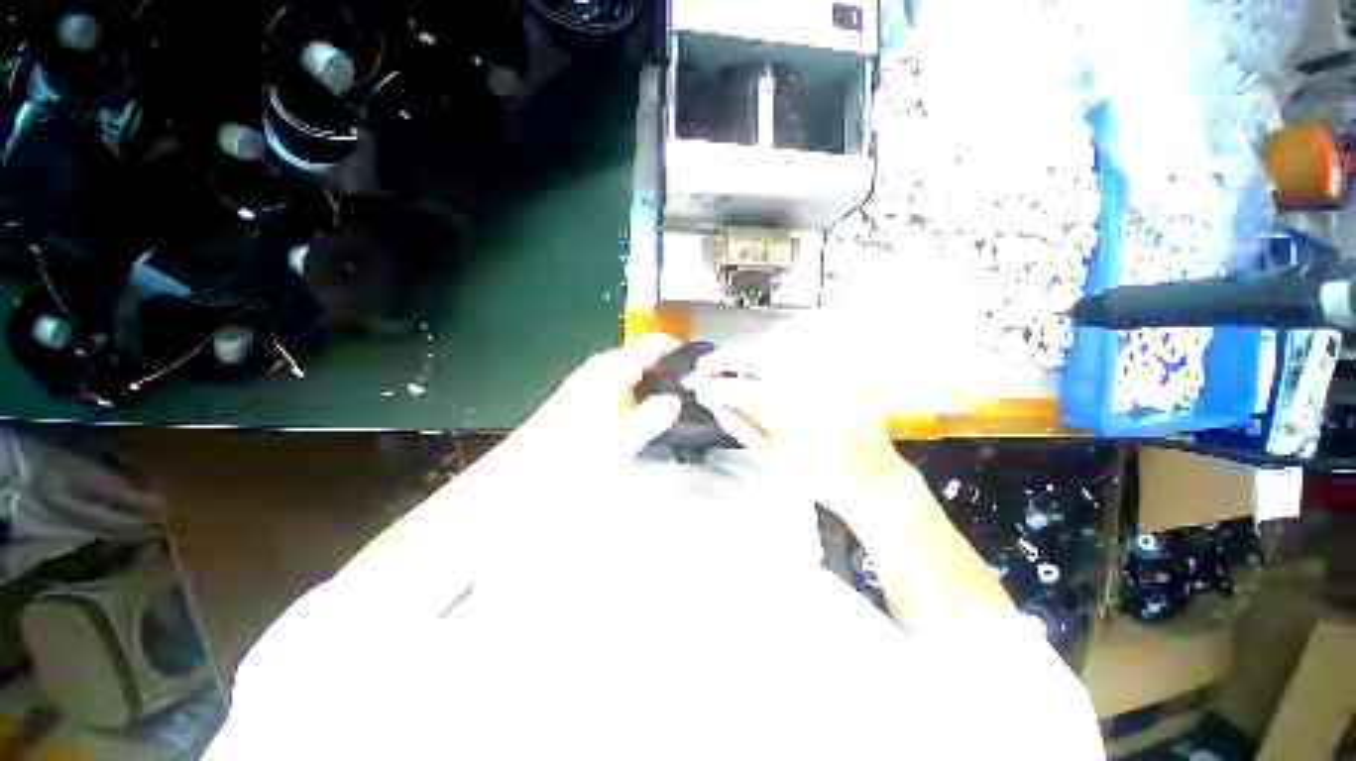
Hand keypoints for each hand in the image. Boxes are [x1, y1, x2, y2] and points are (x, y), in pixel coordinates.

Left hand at [505, 333, 683, 465]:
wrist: (524, 474)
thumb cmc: (574, 454)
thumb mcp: (622, 438)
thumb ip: (653, 416)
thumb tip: (675, 401)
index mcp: (611, 368)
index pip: (651, 345)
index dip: (676, 349)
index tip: (698, 362)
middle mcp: (599, 369)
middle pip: (641, 356)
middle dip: (667, 366)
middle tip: (692, 384)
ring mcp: (588, 382)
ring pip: (630, 371)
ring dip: (652, 380)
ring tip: (675, 397)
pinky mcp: (582, 399)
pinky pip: (619, 385)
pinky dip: (636, 392)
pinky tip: (643, 411)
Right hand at [682, 318, 914, 503]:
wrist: (873, 477)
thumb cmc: (820, 479)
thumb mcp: (773, 459)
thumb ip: (739, 425)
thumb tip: (712, 400)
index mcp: (797, 419)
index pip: (743, 389)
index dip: (715, 384)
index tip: (696, 385)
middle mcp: (813, 387)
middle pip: (759, 356)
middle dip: (726, 357)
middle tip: (704, 366)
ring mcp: (827, 375)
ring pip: (775, 348)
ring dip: (745, 353)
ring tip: (726, 366)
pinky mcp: (836, 371)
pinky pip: (795, 353)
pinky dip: (768, 355)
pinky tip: (757, 367)